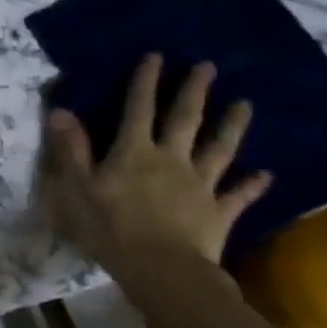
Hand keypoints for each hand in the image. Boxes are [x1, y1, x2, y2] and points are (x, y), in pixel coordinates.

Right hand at [43, 54, 271, 277]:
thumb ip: (71, 148)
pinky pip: (238, 195)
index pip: (138, 109)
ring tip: (246, 104)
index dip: (145, 82)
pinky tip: (266, 175)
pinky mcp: (218, 213)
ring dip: (232, 126)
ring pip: (219, 150)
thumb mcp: (79, 187)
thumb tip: (60, 110)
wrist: (163, 271)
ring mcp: (200, 186)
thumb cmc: (111, 228)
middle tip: (208, 67)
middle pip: (184, 120)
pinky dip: (252, 185)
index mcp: (134, 152)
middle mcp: (171, 160)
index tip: (156, 56)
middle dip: (194, 92)